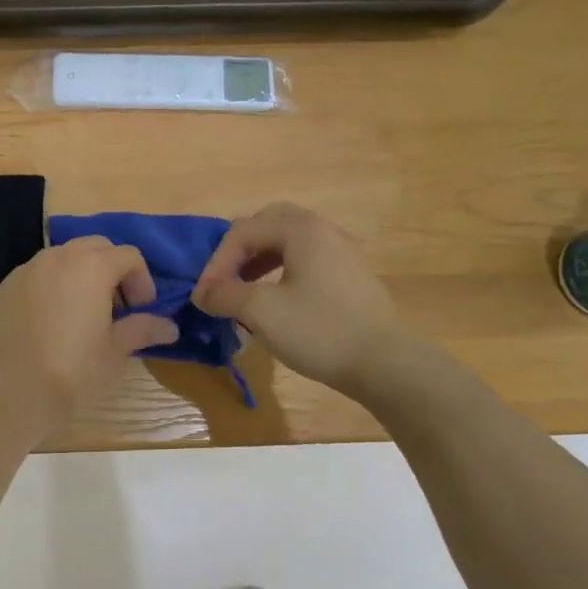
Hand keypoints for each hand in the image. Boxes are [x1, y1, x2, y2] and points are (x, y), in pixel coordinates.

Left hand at [0, 237, 179, 439]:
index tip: (142, 309)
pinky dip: (48, 290)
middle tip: (116, 307)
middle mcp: (57, 258)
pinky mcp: (1, 290)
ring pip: (60, 259)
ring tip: (81, 314)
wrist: (8, 393)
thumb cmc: (72, 371)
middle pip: (94, 247)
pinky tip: (47, 325)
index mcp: (91, 267)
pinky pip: (33, 279)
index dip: (142, 280)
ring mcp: (24, 272)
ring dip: (78, 276)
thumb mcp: (115, 352)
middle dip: (111, 269)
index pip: (129, 255)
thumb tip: (170, 327)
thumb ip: (142, 330)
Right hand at [193, 202, 409, 398]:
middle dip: (239, 250)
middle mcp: (324, 231)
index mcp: (301, 230)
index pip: (243, 231)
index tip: (204, 296)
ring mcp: (342, 252)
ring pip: (289, 242)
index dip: (216, 262)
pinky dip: (281, 271)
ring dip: (259, 260)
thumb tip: (202, 293)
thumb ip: (225, 295)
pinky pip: (306, 260)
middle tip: (224, 277)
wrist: (385, 363)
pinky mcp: (350, 276)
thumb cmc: (320, 330)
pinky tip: (276, 300)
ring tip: (244, 288)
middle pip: (269, 224)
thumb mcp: (262, 311)